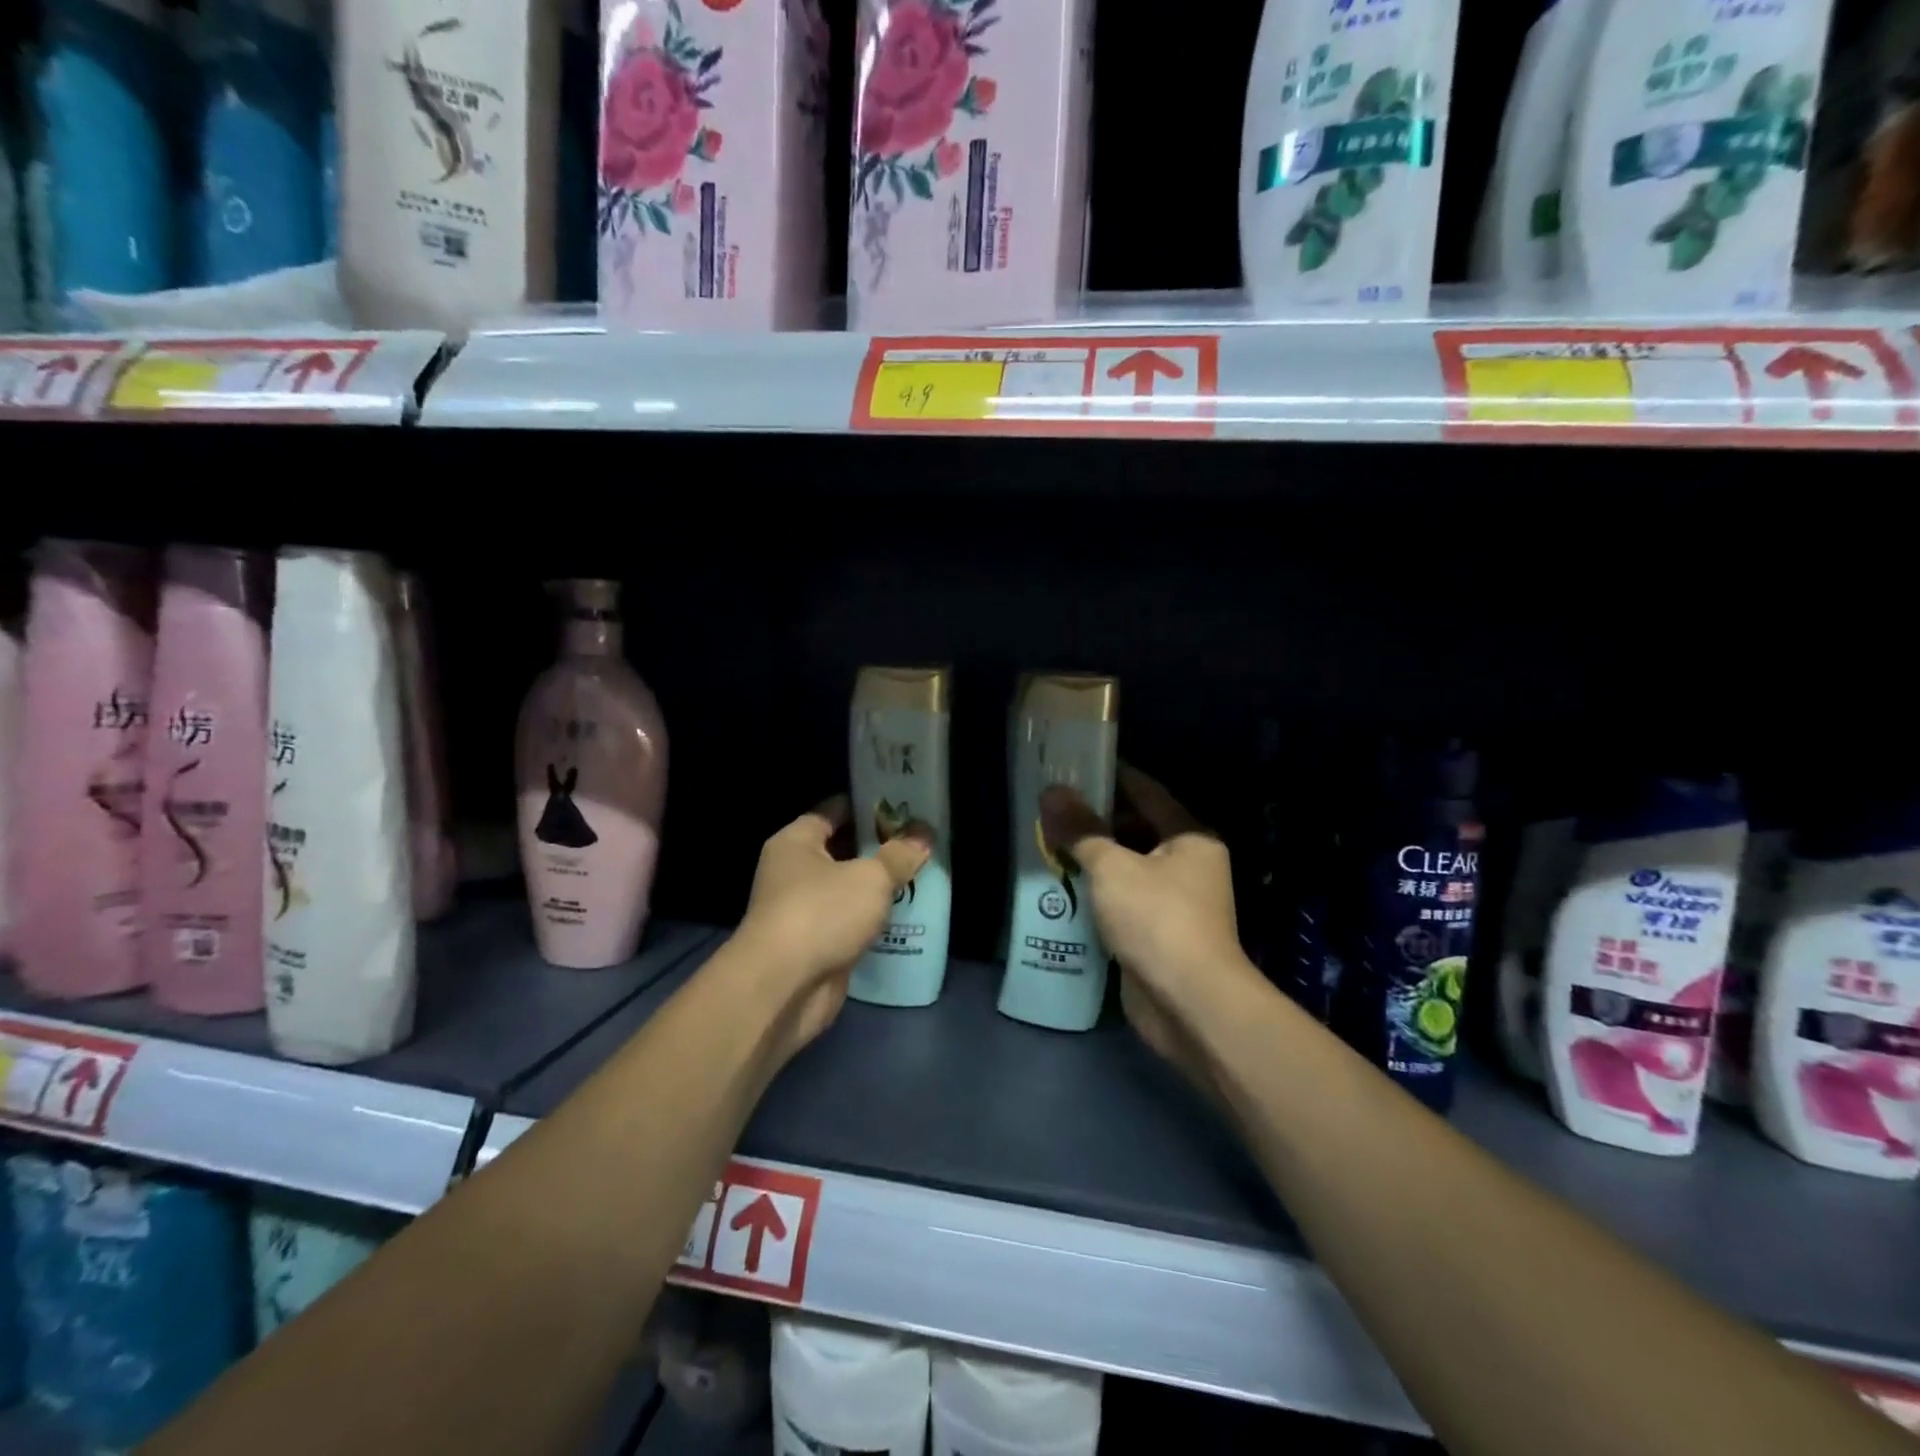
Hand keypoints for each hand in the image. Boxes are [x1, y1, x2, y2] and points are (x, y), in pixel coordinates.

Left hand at [732, 797, 931, 1058]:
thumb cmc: (822, 913)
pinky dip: (872, 920)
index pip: (834, 810)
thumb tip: (923, 833)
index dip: (868, 806)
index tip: (903, 805)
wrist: (783, 988)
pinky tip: (907, 916)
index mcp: (796, 842)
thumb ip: (899, 855)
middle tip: (919, 841)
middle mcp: (793, 872)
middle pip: (842, 850)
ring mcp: (802, 911)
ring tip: (922, 875)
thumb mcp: (870, 877)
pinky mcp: (815, 945)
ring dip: (878, 887)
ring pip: (848, 889)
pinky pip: (850, 923)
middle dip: (879, 847)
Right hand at [1041, 767, 1261, 1089]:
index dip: (1111, 776)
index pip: (1147, 791)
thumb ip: (1082, 829)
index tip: (1074, 766)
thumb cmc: (1157, 919)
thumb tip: (1051, 791)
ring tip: (1048, 841)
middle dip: (1094, 820)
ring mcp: (1174, 901)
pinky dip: (1097, 891)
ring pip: (1127, 866)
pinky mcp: (1157, 932)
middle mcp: (1188, 863)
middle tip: (1051, 808)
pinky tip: (1063, 884)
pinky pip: (1122, 899)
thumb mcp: (1113, 867)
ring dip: (1092, 858)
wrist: (1189, 1003)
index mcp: (1189, 837)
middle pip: (1136, 828)